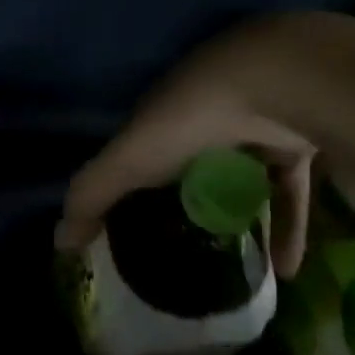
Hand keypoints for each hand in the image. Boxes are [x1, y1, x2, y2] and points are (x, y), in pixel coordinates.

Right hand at [56, 13, 333, 278]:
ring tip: (234, 267)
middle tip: (182, 251)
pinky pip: (287, 193)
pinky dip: (287, 229)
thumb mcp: (129, 158)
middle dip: (188, 202)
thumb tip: (58, 243)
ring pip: (242, 181)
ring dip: (240, 221)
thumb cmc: (191, 118)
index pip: (140, 153)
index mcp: (162, 115)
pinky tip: (284, 270)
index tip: (127, 227)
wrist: (275, 84)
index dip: (132, 185)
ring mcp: (254, 129)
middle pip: (192, 167)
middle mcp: (206, 119)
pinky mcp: (295, 145)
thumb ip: (92, 196)